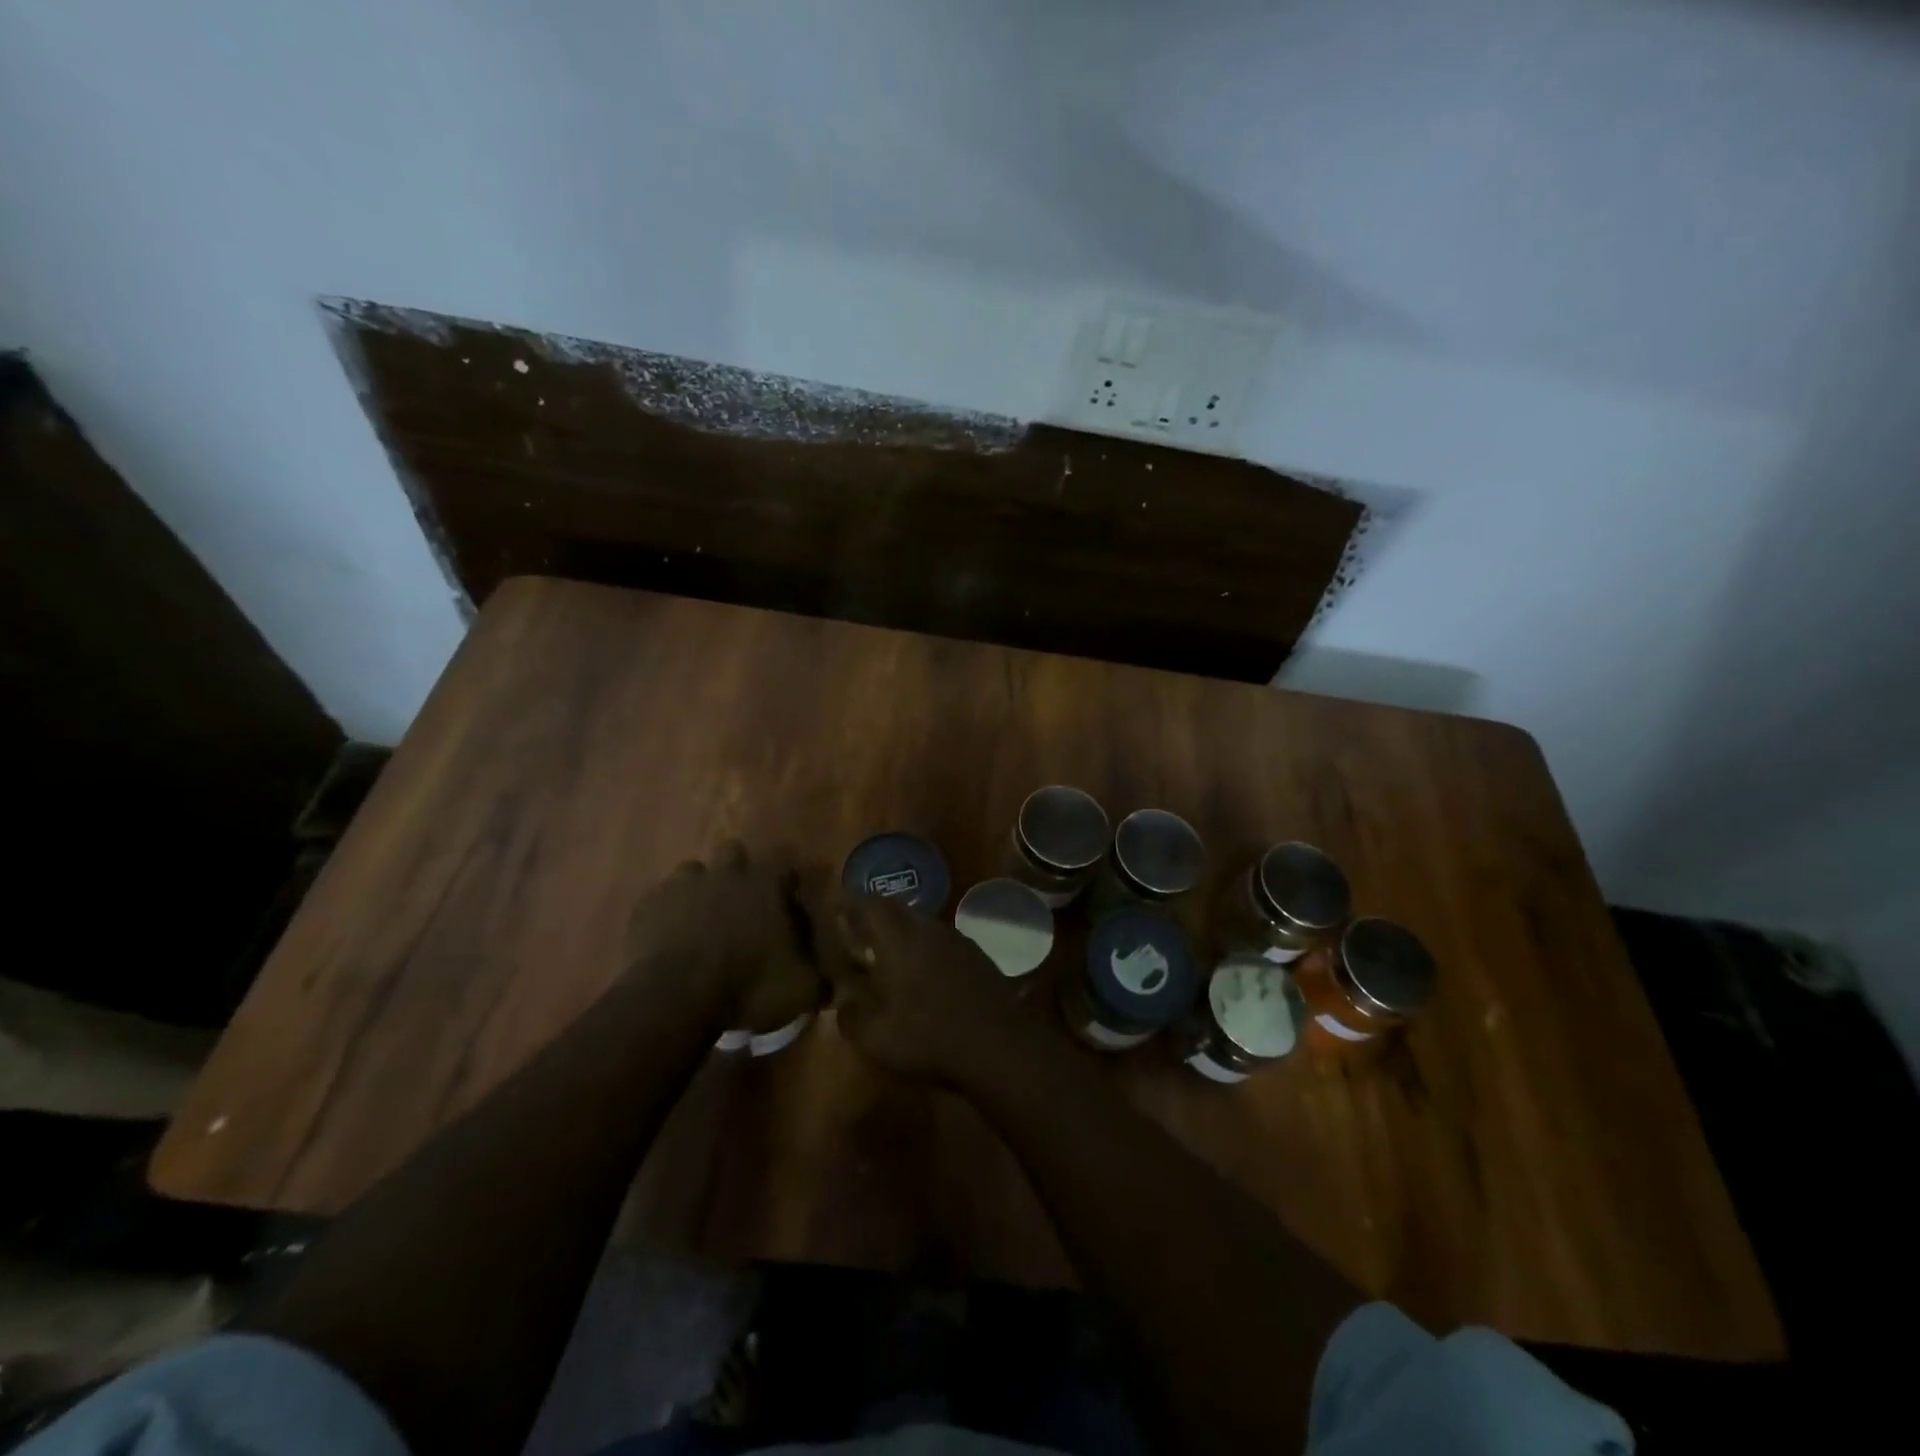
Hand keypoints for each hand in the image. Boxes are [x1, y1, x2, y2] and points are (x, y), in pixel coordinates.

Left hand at [624, 841, 823, 1032]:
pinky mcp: (648, 905)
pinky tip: (670, 937)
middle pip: (734, 852)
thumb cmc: (748, 985)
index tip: (787, 898)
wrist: (677, 997)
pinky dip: (667, 912)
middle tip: (742, 904)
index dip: (785, 879)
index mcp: (766, 884)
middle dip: (739, 871)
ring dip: (700, 889)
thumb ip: (818, 980)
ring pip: (693, 871)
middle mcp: (726, 873)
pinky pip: (660, 898)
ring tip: (702, 920)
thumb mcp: (800, 990)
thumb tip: (831, 986)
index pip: (784, 863)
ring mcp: (683, 885)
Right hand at [821, 891, 1031, 1084]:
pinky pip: (941, 941)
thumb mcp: (875, 1037)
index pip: (870, 904)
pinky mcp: (976, 955)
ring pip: (921, 924)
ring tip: (887, 957)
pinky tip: (923, 975)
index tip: (836, 910)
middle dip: (874, 918)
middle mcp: (928, 928)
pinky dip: (925, 949)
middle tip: (858, 935)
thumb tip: (842, 1002)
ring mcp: (957, 939)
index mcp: (899, 938)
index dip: (850, 904)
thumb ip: (850, 1015)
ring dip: (901, 934)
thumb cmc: (928, 1037)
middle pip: (896, 910)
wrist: (997, 1045)